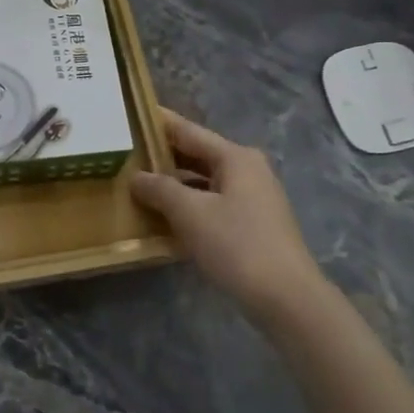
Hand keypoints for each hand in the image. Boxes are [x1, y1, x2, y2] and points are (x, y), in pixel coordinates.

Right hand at [131, 108, 337, 330]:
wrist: (286, 298)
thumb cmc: (237, 245)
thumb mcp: (191, 213)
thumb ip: (160, 189)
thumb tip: (136, 177)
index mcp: (235, 157)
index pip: (189, 131)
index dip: (160, 123)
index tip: (132, 114)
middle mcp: (247, 170)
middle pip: (197, 155)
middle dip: (163, 155)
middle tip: (126, 152)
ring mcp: (253, 198)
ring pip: (204, 181)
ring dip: (175, 183)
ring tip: (138, 184)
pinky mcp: (252, 224)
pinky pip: (212, 203)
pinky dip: (189, 205)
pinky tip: (165, 216)